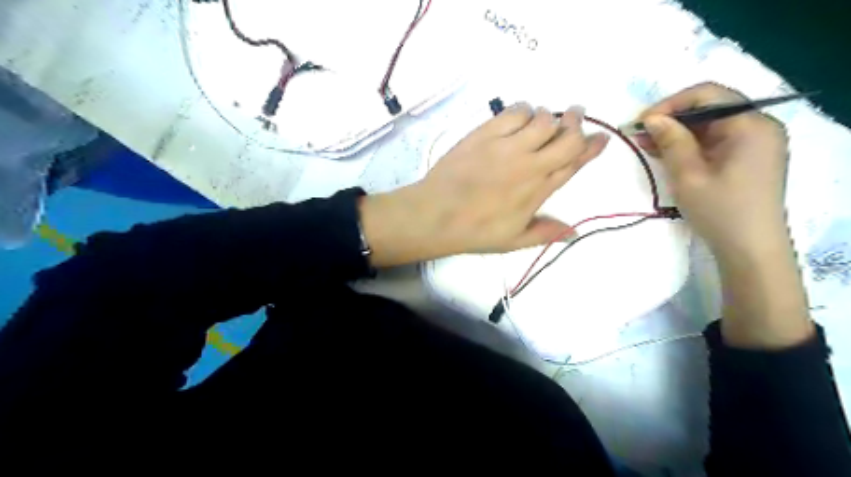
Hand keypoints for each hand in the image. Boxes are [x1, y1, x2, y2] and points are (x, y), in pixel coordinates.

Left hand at [363, 102, 607, 265]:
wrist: (436, 215)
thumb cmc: (475, 231)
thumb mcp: (514, 240)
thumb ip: (545, 232)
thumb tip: (576, 232)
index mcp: (539, 189)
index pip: (575, 162)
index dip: (592, 147)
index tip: (602, 137)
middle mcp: (530, 164)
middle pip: (566, 136)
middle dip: (577, 122)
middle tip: (576, 116)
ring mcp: (508, 145)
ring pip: (543, 119)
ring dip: (549, 116)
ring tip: (543, 120)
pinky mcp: (486, 133)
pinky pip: (515, 111)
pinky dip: (524, 110)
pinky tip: (520, 116)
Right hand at [638, 82, 791, 260]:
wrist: (749, 248)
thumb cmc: (719, 210)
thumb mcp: (688, 175)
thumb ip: (671, 141)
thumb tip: (652, 118)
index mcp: (750, 125)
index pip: (708, 95)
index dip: (671, 104)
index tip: (642, 122)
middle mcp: (757, 126)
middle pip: (709, 109)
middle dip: (671, 119)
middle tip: (639, 134)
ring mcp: (753, 143)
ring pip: (708, 126)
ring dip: (676, 133)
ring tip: (644, 144)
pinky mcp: (745, 158)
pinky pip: (713, 142)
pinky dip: (688, 146)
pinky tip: (663, 152)